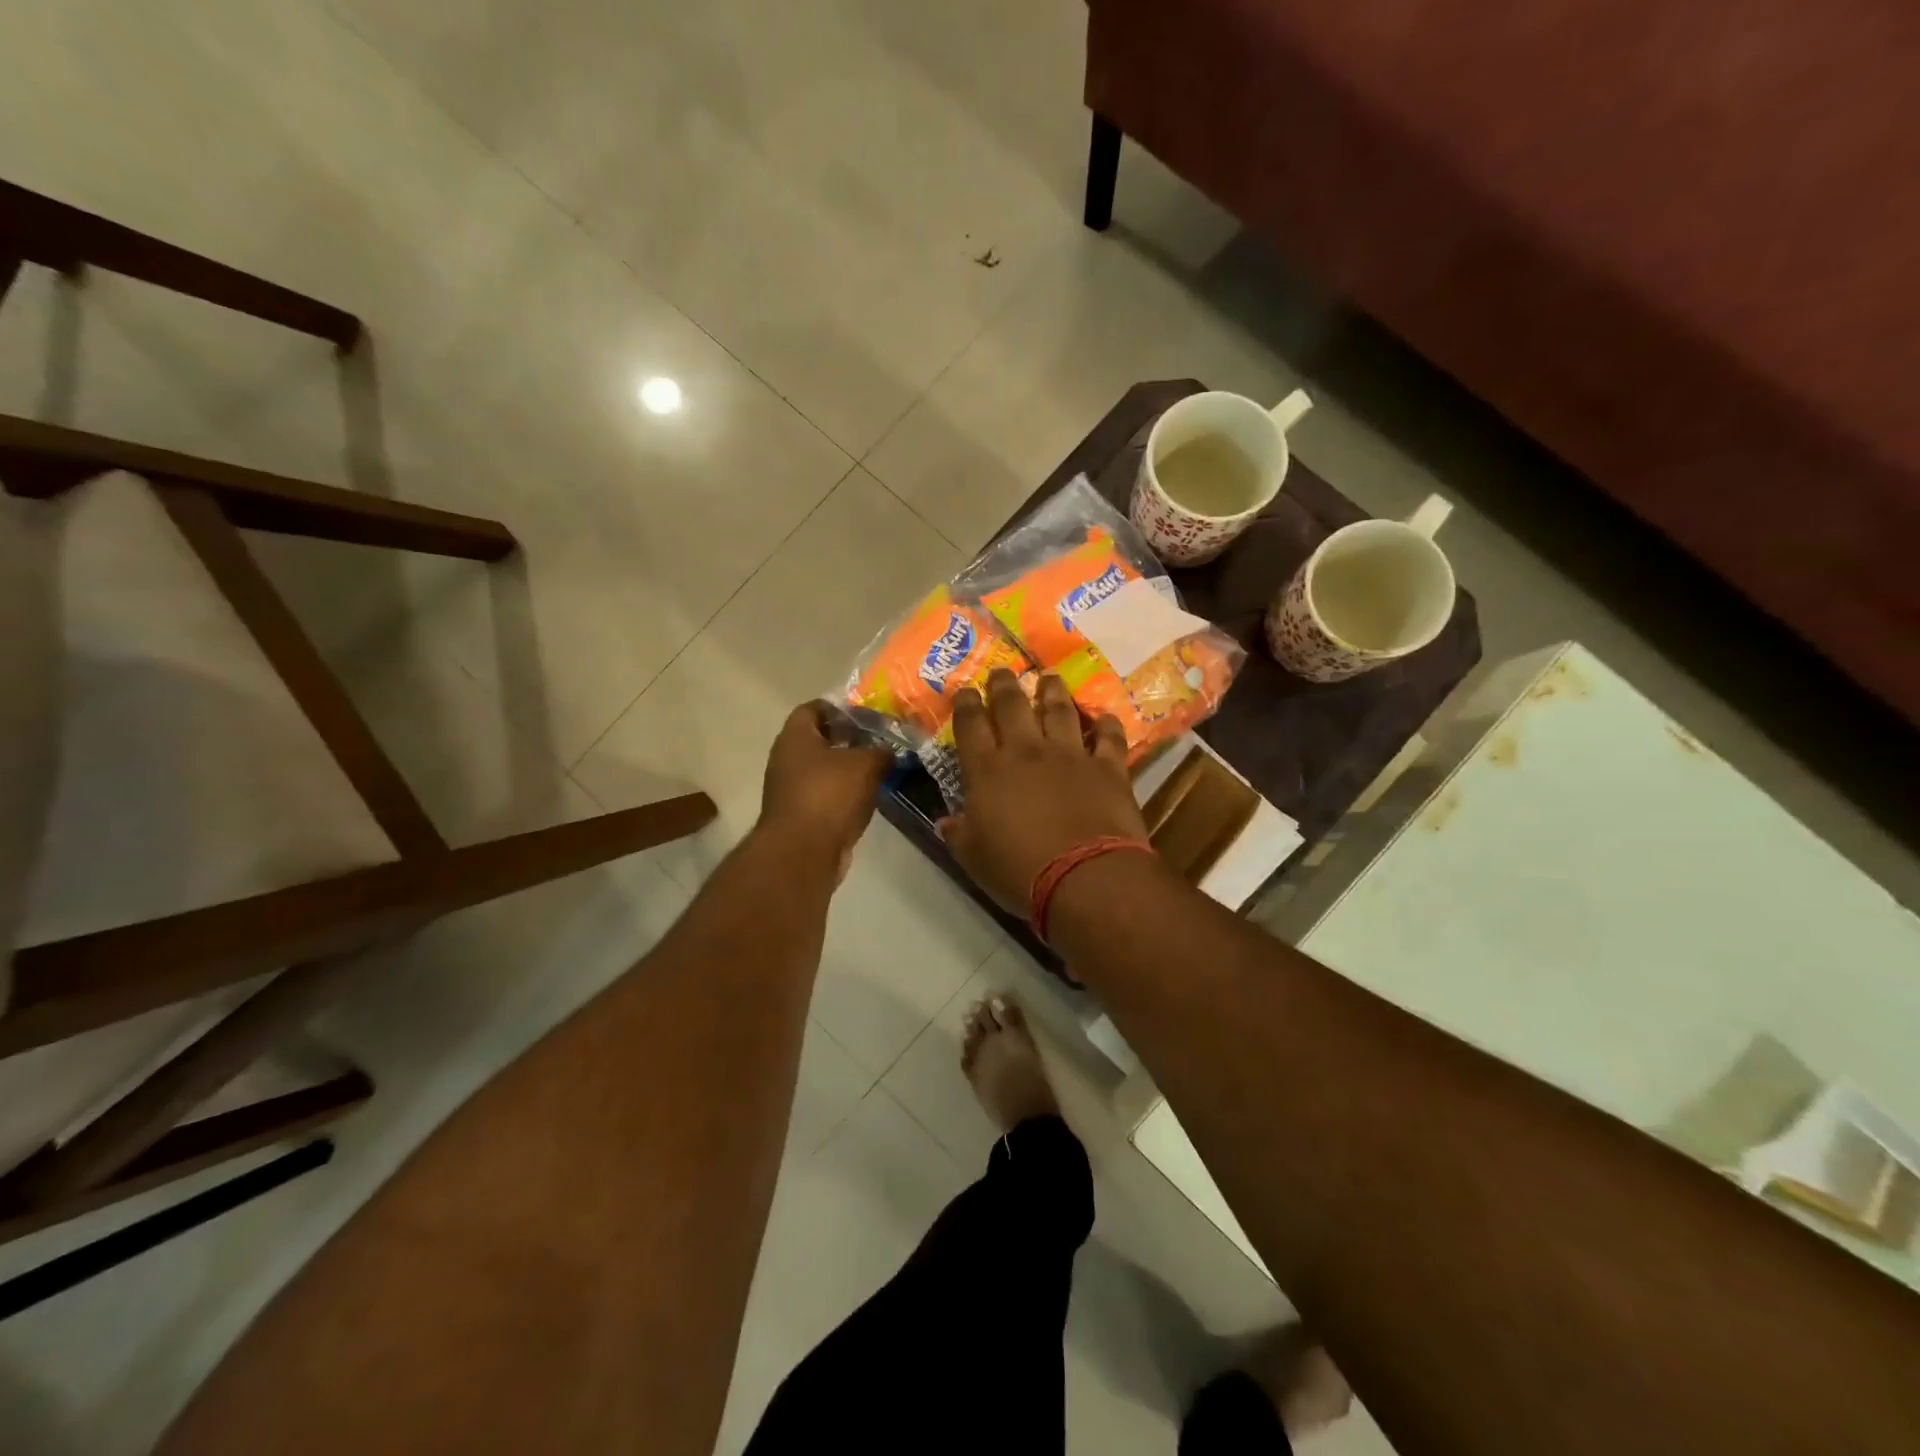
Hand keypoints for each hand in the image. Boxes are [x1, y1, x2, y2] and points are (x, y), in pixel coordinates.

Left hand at [759, 702, 891, 880]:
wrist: (803, 853)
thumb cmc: (829, 795)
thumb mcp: (866, 765)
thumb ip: (881, 751)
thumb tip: (892, 749)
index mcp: (795, 737)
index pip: (813, 708)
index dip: (839, 708)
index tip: (866, 713)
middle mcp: (786, 759)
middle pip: (819, 739)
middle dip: (849, 738)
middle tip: (879, 739)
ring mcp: (790, 790)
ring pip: (823, 769)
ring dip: (848, 768)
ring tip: (880, 767)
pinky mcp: (800, 816)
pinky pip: (825, 795)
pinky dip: (844, 793)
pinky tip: (868, 795)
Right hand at [939, 670, 1148, 913]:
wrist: (1084, 876)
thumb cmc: (1019, 871)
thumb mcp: (974, 859)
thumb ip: (958, 834)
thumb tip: (945, 821)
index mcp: (988, 771)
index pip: (970, 725)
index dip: (965, 704)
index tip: (964, 690)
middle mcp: (1027, 752)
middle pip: (1013, 705)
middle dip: (1004, 684)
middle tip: (1002, 671)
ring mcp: (1070, 755)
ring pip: (1060, 710)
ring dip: (1052, 691)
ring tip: (1049, 678)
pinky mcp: (1108, 768)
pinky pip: (1108, 737)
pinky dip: (1106, 725)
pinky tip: (1104, 717)